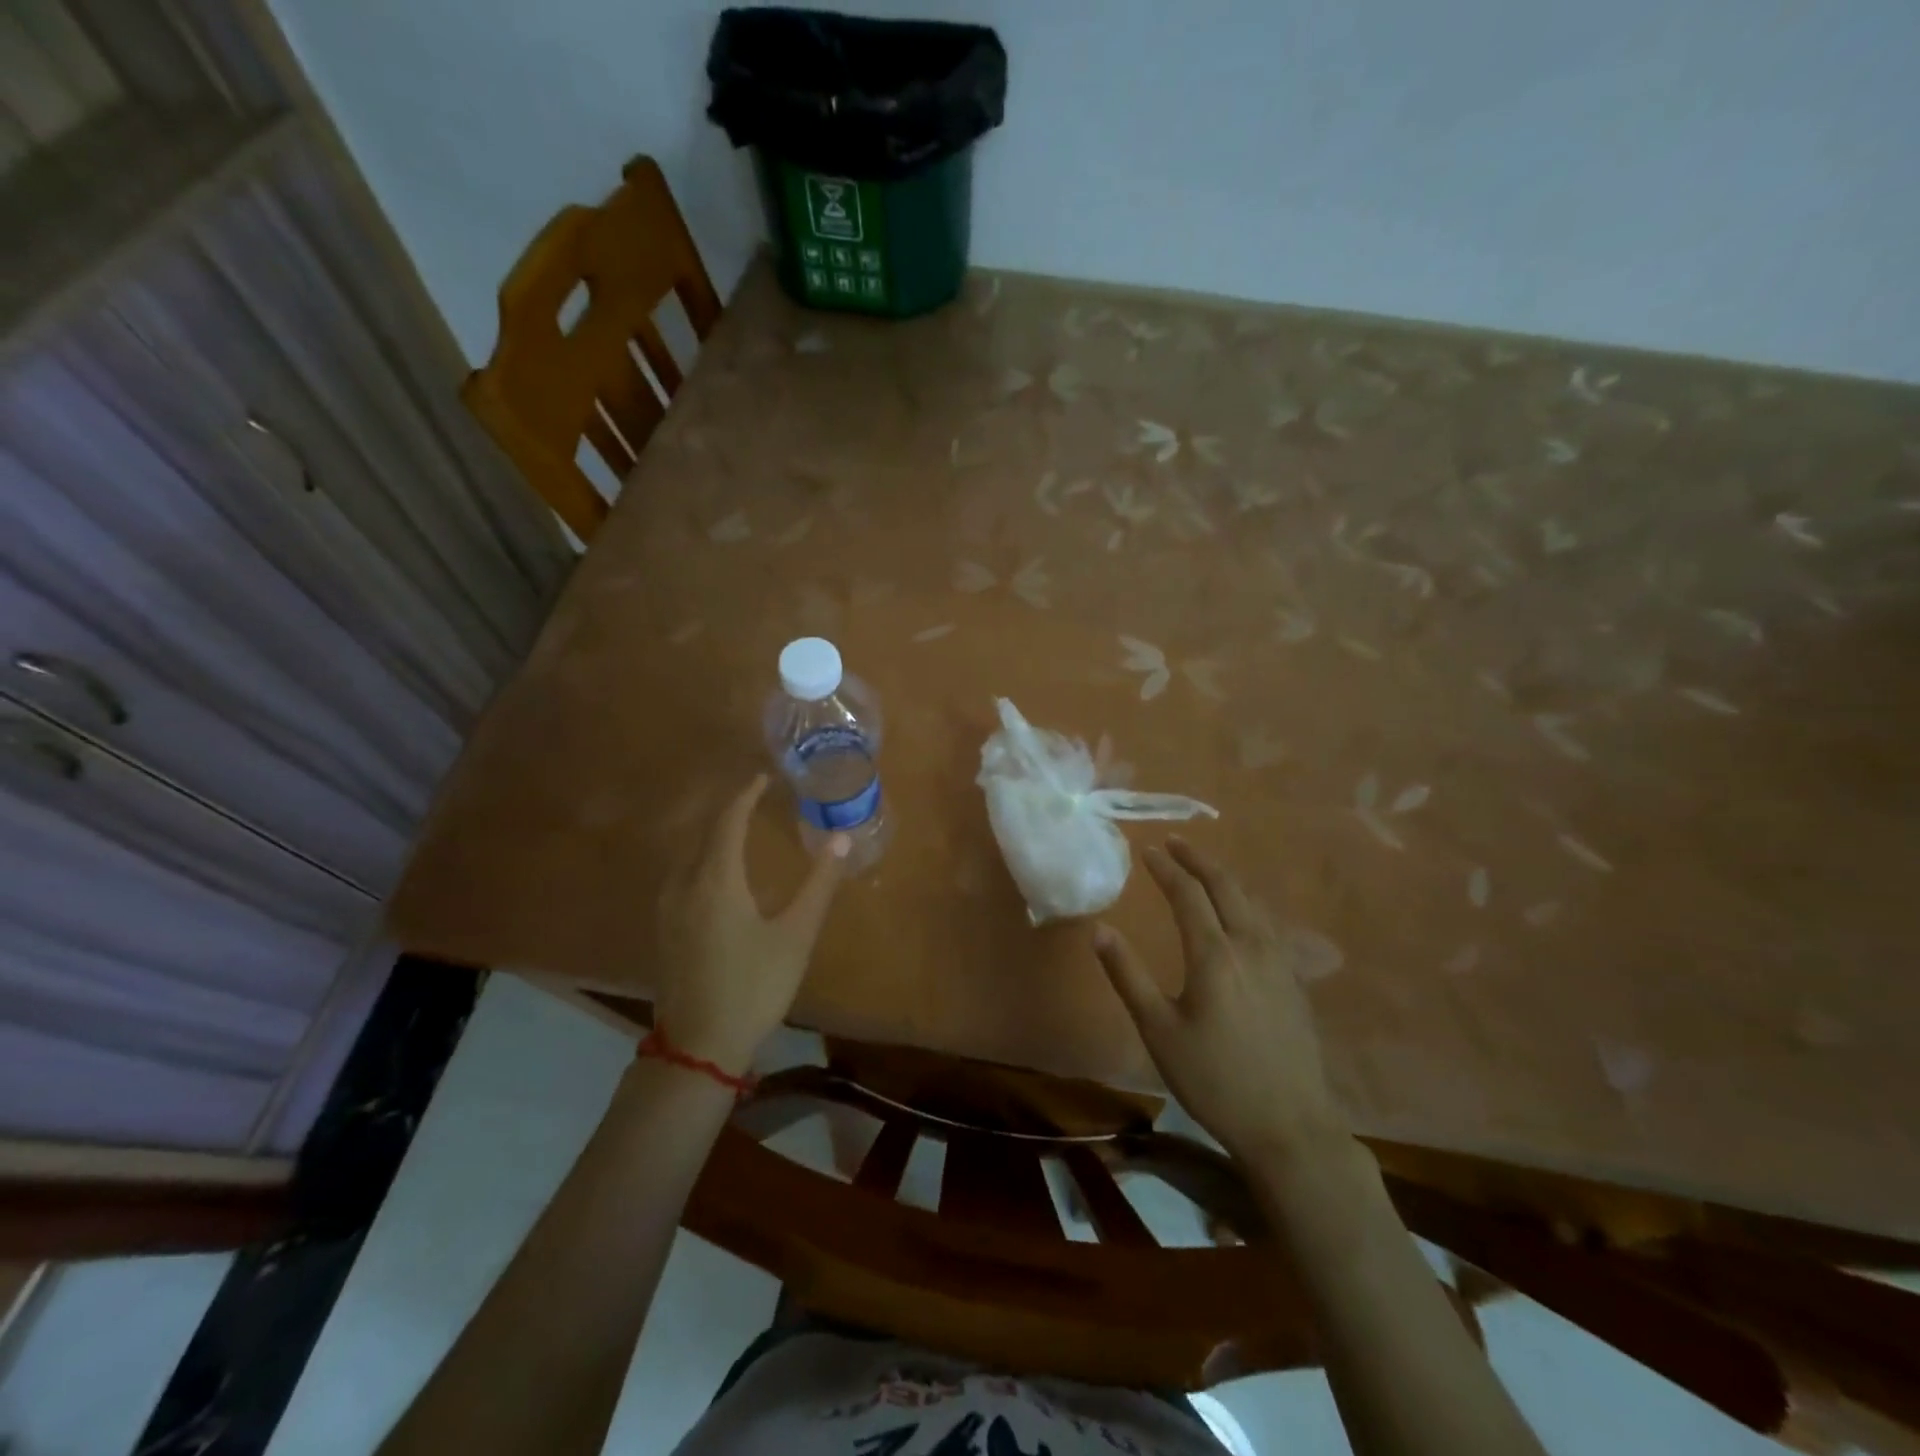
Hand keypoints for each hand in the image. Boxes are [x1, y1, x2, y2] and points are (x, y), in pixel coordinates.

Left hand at [653, 775, 848, 1075]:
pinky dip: (699, 858)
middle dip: (727, 811)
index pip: (727, 821)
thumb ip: (819, 884)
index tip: (762, 778)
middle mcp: (685, 885)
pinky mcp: (665, 930)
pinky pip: (680, 875)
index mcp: (716, 880)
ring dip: (710, 834)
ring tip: (736, 828)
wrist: (701, 1044)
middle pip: (702, 833)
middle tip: (753, 799)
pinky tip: (714, 873)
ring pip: (687, 855)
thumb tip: (840, 838)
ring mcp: (668, 909)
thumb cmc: (754, 985)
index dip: (745, 796)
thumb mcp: (796, 934)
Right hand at [1093, 838, 1344, 1162]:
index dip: (1166, 868)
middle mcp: (1250, 946)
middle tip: (1175, 842)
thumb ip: (1128, 976)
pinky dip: (1245, 903)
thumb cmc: (1214, 1079)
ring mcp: (1279, 962)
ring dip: (1224, 877)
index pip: (1188, 893)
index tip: (1148, 850)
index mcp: (1214, 955)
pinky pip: (1267, 923)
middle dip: (1198, 859)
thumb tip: (1099, 930)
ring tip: (1203, 869)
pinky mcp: (1294, 980)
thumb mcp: (1158, 1031)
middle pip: (1226, 886)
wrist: (1290, 1127)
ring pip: (1251, 902)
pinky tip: (1240, 913)